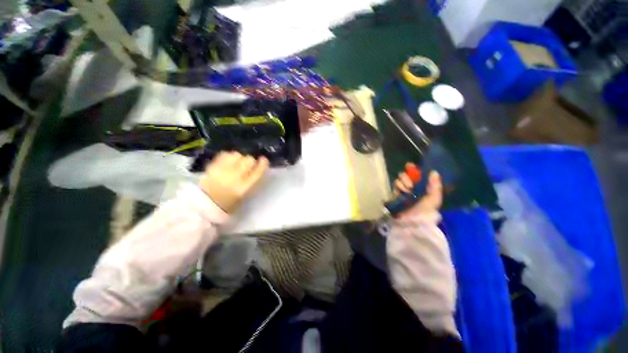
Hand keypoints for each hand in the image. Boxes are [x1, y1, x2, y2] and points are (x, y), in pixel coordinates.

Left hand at [199, 152, 268, 213]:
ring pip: (237, 155)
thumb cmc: (229, 203)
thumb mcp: (245, 196)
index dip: (263, 163)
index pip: (258, 171)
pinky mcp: (213, 166)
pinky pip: (225, 155)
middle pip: (249, 160)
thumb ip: (253, 182)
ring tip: (237, 162)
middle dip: (250, 161)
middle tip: (248, 164)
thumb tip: (258, 169)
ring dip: (239, 158)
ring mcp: (223, 170)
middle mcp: (235, 177)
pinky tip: (228, 161)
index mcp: (244, 187)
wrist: (205, 205)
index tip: (263, 159)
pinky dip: (229, 156)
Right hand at [394, 163, 442, 215]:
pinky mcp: (395, 194)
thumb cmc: (424, 210)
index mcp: (423, 189)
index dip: (414, 169)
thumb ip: (435, 186)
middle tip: (411, 181)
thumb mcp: (434, 199)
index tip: (411, 165)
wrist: (411, 221)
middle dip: (408, 175)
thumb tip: (434, 172)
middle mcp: (413, 188)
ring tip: (408, 188)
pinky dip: (399, 186)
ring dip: (404, 181)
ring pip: (400, 179)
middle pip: (407, 175)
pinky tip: (402, 191)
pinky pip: (395, 185)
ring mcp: (403, 191)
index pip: (418, 176)